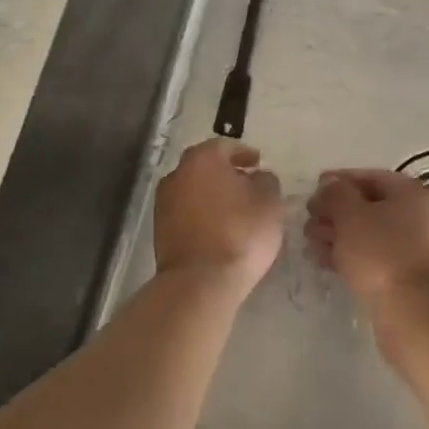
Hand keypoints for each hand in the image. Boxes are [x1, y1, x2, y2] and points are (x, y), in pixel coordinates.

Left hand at [154, 139, 284, 293]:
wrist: (200, 282)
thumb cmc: (240, 233)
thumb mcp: (270, 203)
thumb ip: (266, 181)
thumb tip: (258, 177)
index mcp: (203, 158)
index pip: (226, 146)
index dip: (244, 154)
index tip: (258, 163)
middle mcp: (178, 173)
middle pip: (205, 166)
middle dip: (225, 172)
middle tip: (246, 183)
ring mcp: (164, 201)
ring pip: (193, 188)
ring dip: (211, 193)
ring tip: (233, 209)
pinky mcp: (159, 229)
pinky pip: (185, 211)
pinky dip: (200, 213)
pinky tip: (217, 227)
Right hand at [304, 169, 428, 311]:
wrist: (414, 315)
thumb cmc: (381, 253)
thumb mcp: (350, 215)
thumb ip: (335, 193)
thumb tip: (330, 185)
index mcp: (412, 194)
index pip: (370, 177)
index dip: (338, 181)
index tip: (313, 190)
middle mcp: (421, 217)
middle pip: (370, 207)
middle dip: (335, 213)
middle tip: (308, 222)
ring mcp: (418, 250)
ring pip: (370, 235)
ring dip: (338, 236)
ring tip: (310, 245)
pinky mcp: (409, 279)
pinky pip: (375, 258)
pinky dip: (351, 257)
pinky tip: (326, 262)